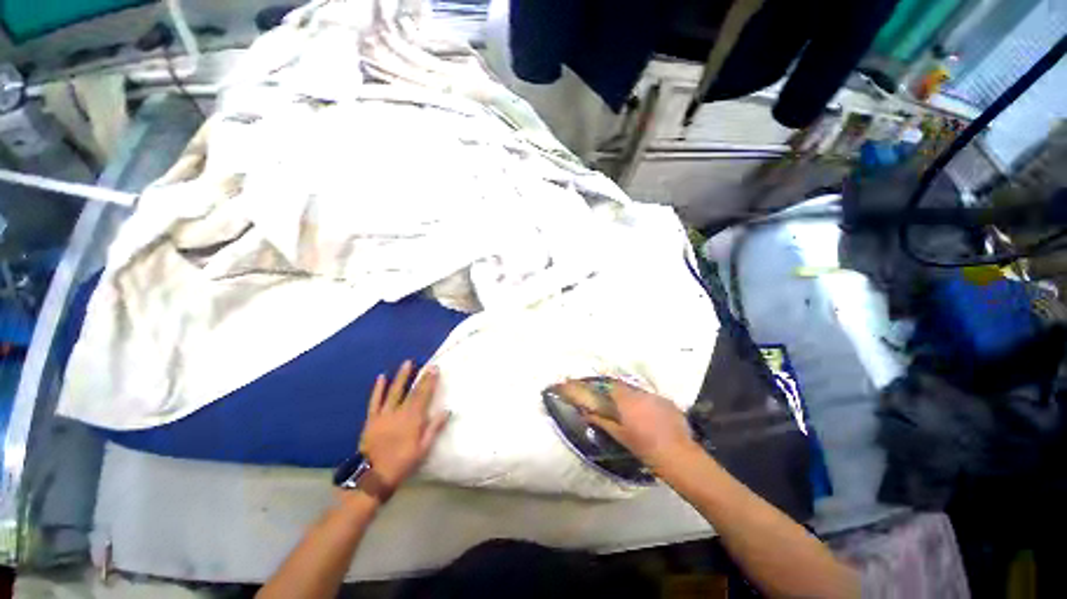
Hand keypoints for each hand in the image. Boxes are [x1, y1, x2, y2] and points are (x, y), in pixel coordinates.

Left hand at [359, 361, 449, 490]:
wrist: (374, 476)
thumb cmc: (403, 462)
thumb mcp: (423, 449)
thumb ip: (434, 428)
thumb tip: (446, 410)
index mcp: (413, 419)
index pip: (423, 396)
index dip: (430, 382)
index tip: (435, 369)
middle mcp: (399, 413)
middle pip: (412, 391)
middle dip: (420, 377)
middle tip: (427, 364)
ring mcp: (384, 414)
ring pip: (394, 392)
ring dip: (401, 377)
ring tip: (407, 363)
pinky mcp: (372, 419)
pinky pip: (375, 401)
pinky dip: (378, 389)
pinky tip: (381, 377)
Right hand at [560, 379, 694, 468]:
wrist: (677, 456)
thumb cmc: (644, 447)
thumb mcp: (619, 435)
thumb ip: (601, 421)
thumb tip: (585, 413)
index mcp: (627, 400)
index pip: (612, 385)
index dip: (606, 387)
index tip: (602, 393)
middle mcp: (641, 394)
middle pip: (627, 388)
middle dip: (621, 395)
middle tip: (619, 407)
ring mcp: (657, 397)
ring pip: (641, 394)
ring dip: (636, 400)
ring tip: (637, 415)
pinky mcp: (669, 402)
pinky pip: (654, 400)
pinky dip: (650, 405)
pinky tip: (653, 419)